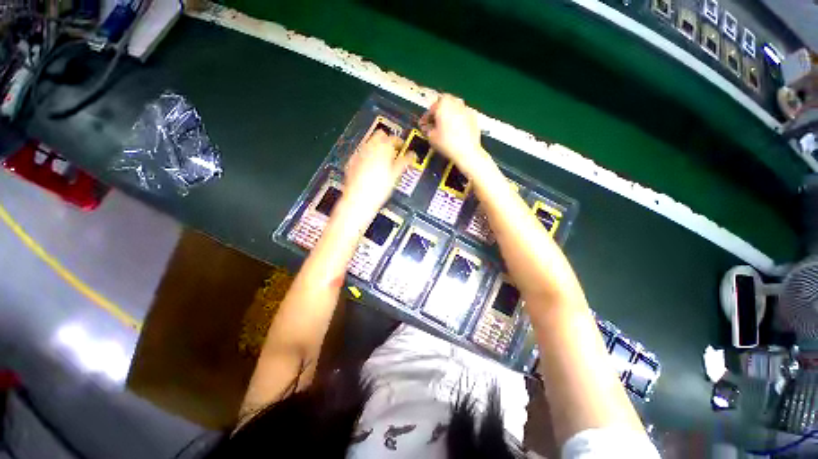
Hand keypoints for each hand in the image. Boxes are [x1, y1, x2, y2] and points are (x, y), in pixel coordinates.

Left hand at [342, 130, 414, 217]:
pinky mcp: (352, 161)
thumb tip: (412, 155)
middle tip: (393, 152)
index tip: (403, 148)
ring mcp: (359, 153)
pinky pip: (362, 152)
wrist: (358, 199)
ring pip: (370, 142)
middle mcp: (369, 147)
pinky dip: (368, 155)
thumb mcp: (395, 175)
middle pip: (380, 135)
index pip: (394, 138)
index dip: (400, 142)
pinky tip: (370, 167)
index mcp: (382, 148)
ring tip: (383, 161)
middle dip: (387, 141)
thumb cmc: (379, 188)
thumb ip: (404, 162)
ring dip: (377, 147)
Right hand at [419, 95, 486, 173]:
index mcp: (443, 104)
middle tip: (434, 123)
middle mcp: (455, 102)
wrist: (467, 151)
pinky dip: (458, 119)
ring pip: (454, 107)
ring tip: (445, 126)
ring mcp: (466, 108)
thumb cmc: (447, 143)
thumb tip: (426, 127)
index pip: (431, 108)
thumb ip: (427, 129)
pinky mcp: (474, 116)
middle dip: (438, 112)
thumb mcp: (431, 137)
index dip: (426, 117)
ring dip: (449, 114)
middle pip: (444, 103)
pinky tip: (456, 129)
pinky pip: (463, 114)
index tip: (423, 124)